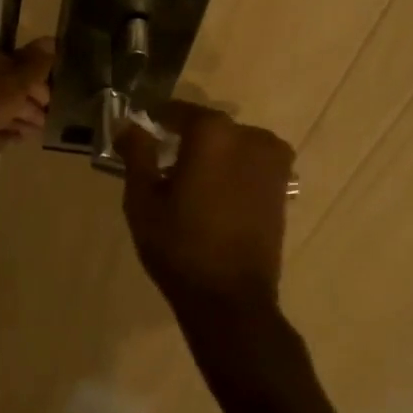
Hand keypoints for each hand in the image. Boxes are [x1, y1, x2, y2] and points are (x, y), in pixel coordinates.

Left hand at [0, 32, 53, 179]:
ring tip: (31, 136)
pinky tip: (9, 143)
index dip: (31, 80)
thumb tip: (52, 41)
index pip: (6, 59)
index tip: (48, 102)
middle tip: (43, 122)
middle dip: (21, 104)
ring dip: (9, 120)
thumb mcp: (8, 86)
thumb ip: (33, 67)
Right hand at [117, 102, 293, 319]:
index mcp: (213, 132)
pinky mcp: (282, 187)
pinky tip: (214, 197)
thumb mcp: (143, 198)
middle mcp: (249, 136)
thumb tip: (129, 125)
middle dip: (185, 141)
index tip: (141, 138)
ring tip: (189, 185)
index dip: (156, 122)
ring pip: (230, 145)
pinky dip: (231, 171)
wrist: (231, 300)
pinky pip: (249, 164)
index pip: (177, 112)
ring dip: (211, 156)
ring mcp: (272, 161)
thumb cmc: (179, 245)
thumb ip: (137, 153)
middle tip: (162, 166)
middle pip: (207, 128)